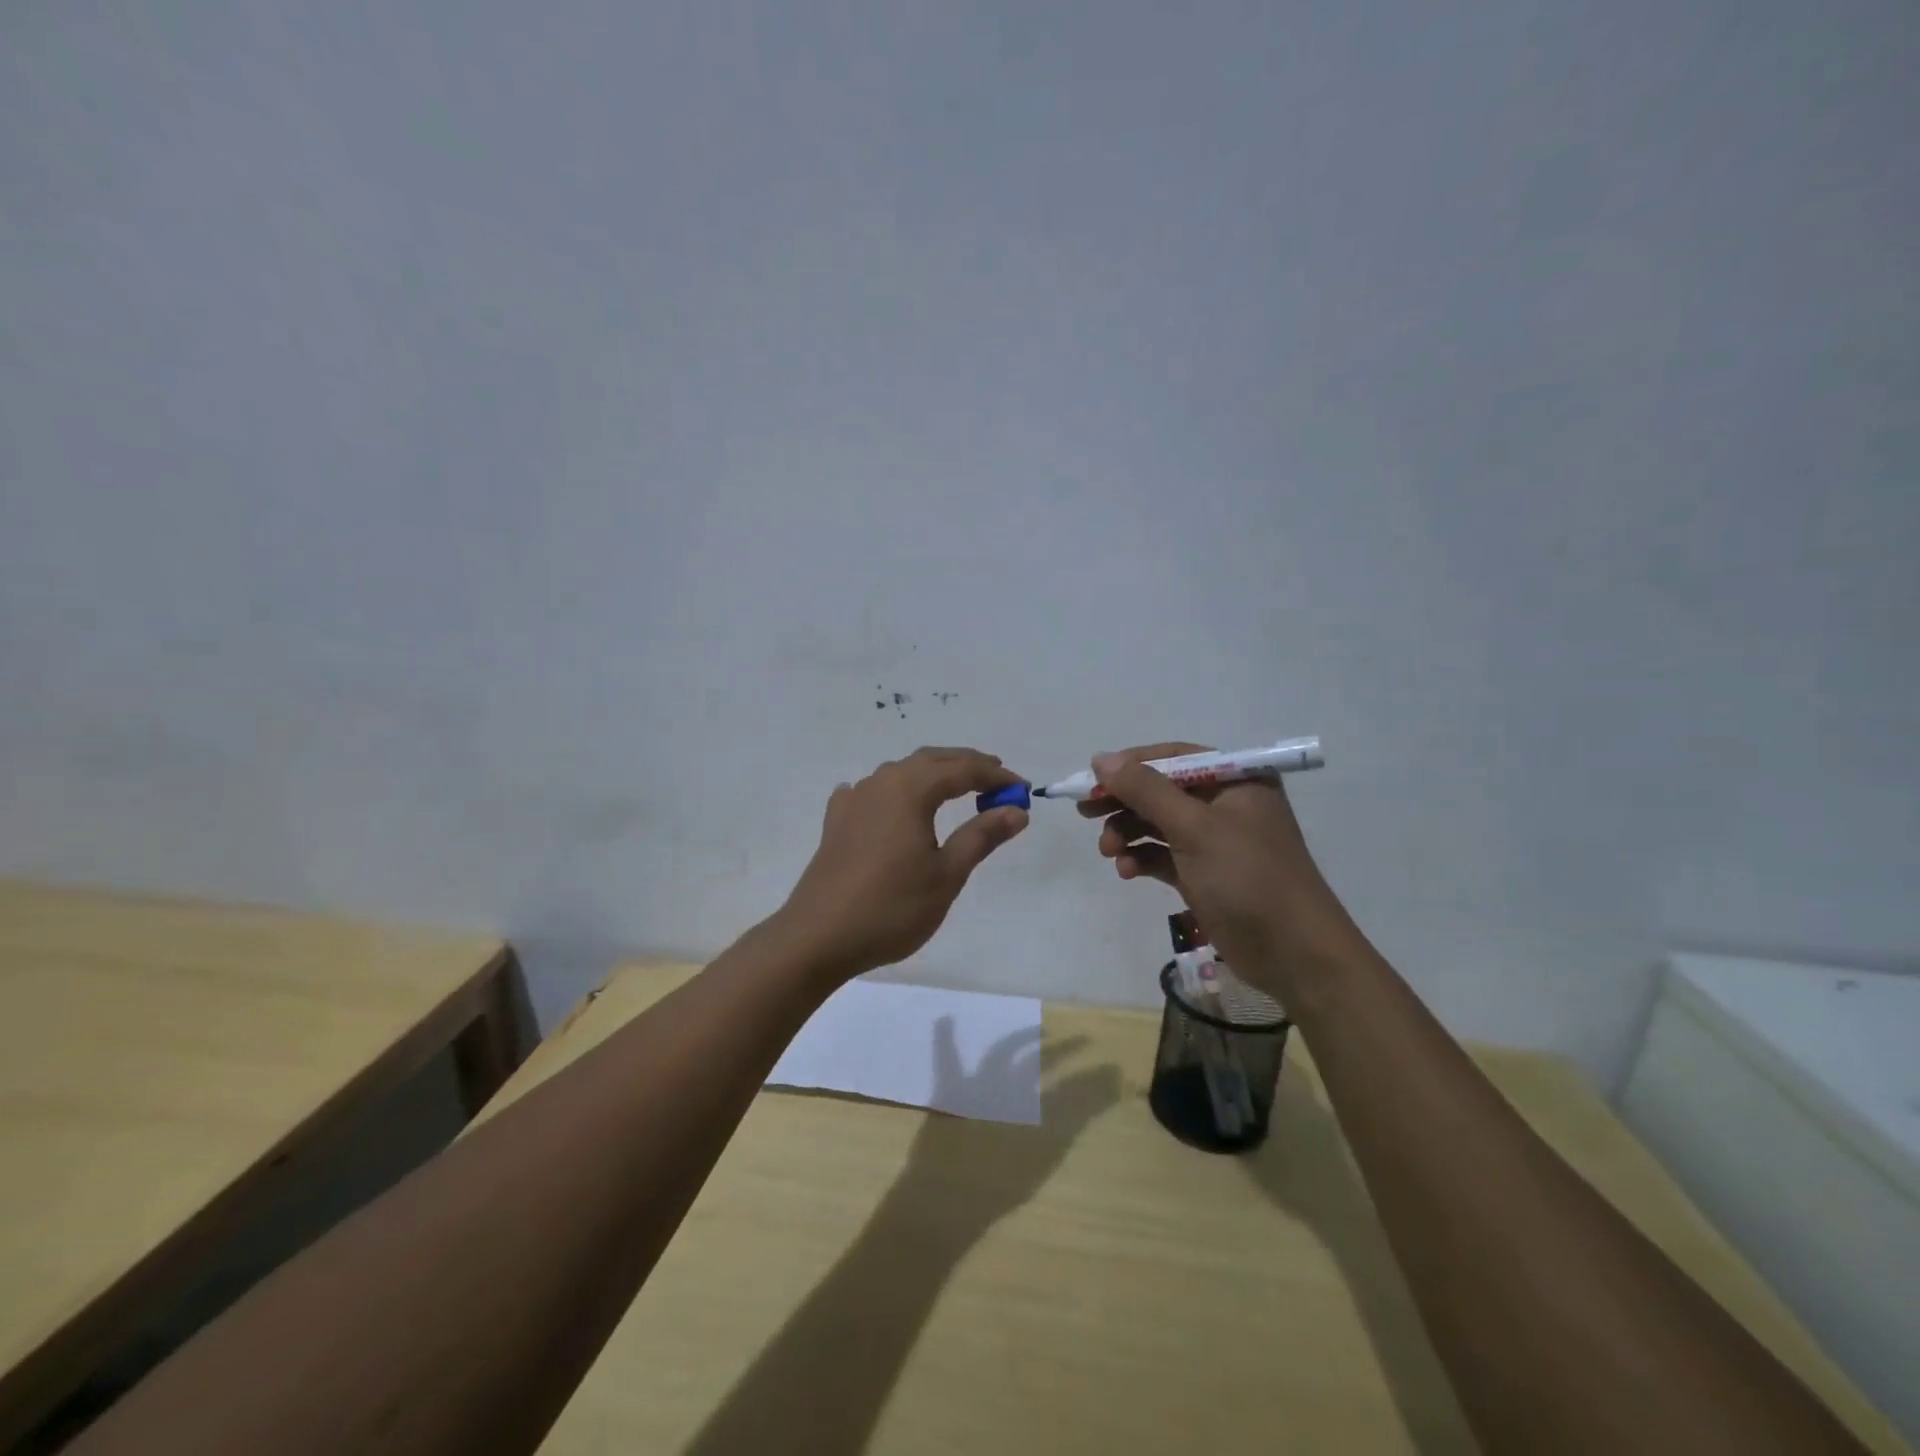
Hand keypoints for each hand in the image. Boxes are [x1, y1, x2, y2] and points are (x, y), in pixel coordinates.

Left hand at [778, 747, 1028, 978]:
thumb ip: (982, 836)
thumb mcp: (947, 874)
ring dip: (933, 775)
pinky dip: (897, 792)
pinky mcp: (837, 821)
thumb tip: (1016, 810)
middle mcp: (881, 782)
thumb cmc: (891, 907)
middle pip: (931, 760)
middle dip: (967, 766)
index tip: (1023, 790)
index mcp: (910, 789)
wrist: (818, 937)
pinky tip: (895, 807)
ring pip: (901, 773)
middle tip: (997, 780)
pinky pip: (874, 792)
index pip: (963, 769)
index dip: (996, 777)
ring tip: (957, 791)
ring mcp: (854, 799)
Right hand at [1081, 742, 1363, 993]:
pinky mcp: (1204, 873)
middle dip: (1124, 802)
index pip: (1173, 757)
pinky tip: (1125, 870)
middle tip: (1086, 813)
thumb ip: (1146, 790)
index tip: (1091, 780)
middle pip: (1161, 791)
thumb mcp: (1194, 828)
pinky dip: (1141, 858)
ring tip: (1108, 850)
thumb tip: (1101, 759)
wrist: (1293, 953)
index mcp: (1235, 780)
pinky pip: (1163, 854)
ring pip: (1158, 824)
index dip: (1130, 766)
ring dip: (1128, 833)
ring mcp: (1215, 840)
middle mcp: (1225, 803)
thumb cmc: (1247, 878)